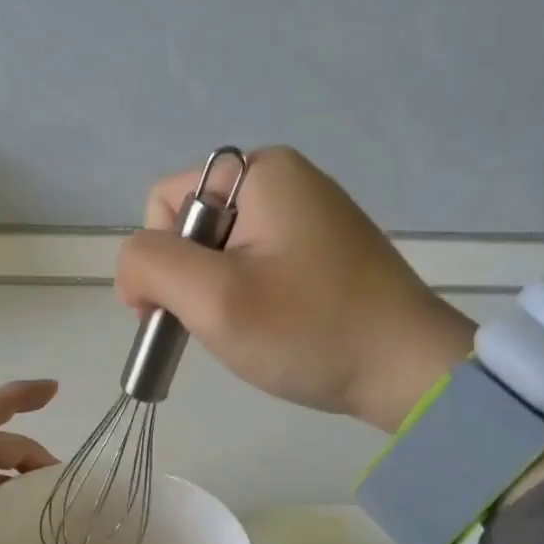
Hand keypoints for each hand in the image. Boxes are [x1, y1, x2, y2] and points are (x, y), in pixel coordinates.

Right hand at [114, 147, 475, 432]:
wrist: (409, 372)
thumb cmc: (309, 330)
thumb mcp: (213, 298)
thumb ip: (150, 265)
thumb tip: (134, 269)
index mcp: (260, 171)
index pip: (165, 202)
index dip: (156, 259)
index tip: (176, 313)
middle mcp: (285, 179)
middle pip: (192, 225)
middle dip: (188, 279)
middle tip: (216, 326)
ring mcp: (308, 214)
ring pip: (220, 249)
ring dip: (215, 293)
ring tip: (246, 331)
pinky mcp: (323, 247)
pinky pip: (256, 262)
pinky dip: (246, 296)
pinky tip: (270, 327)